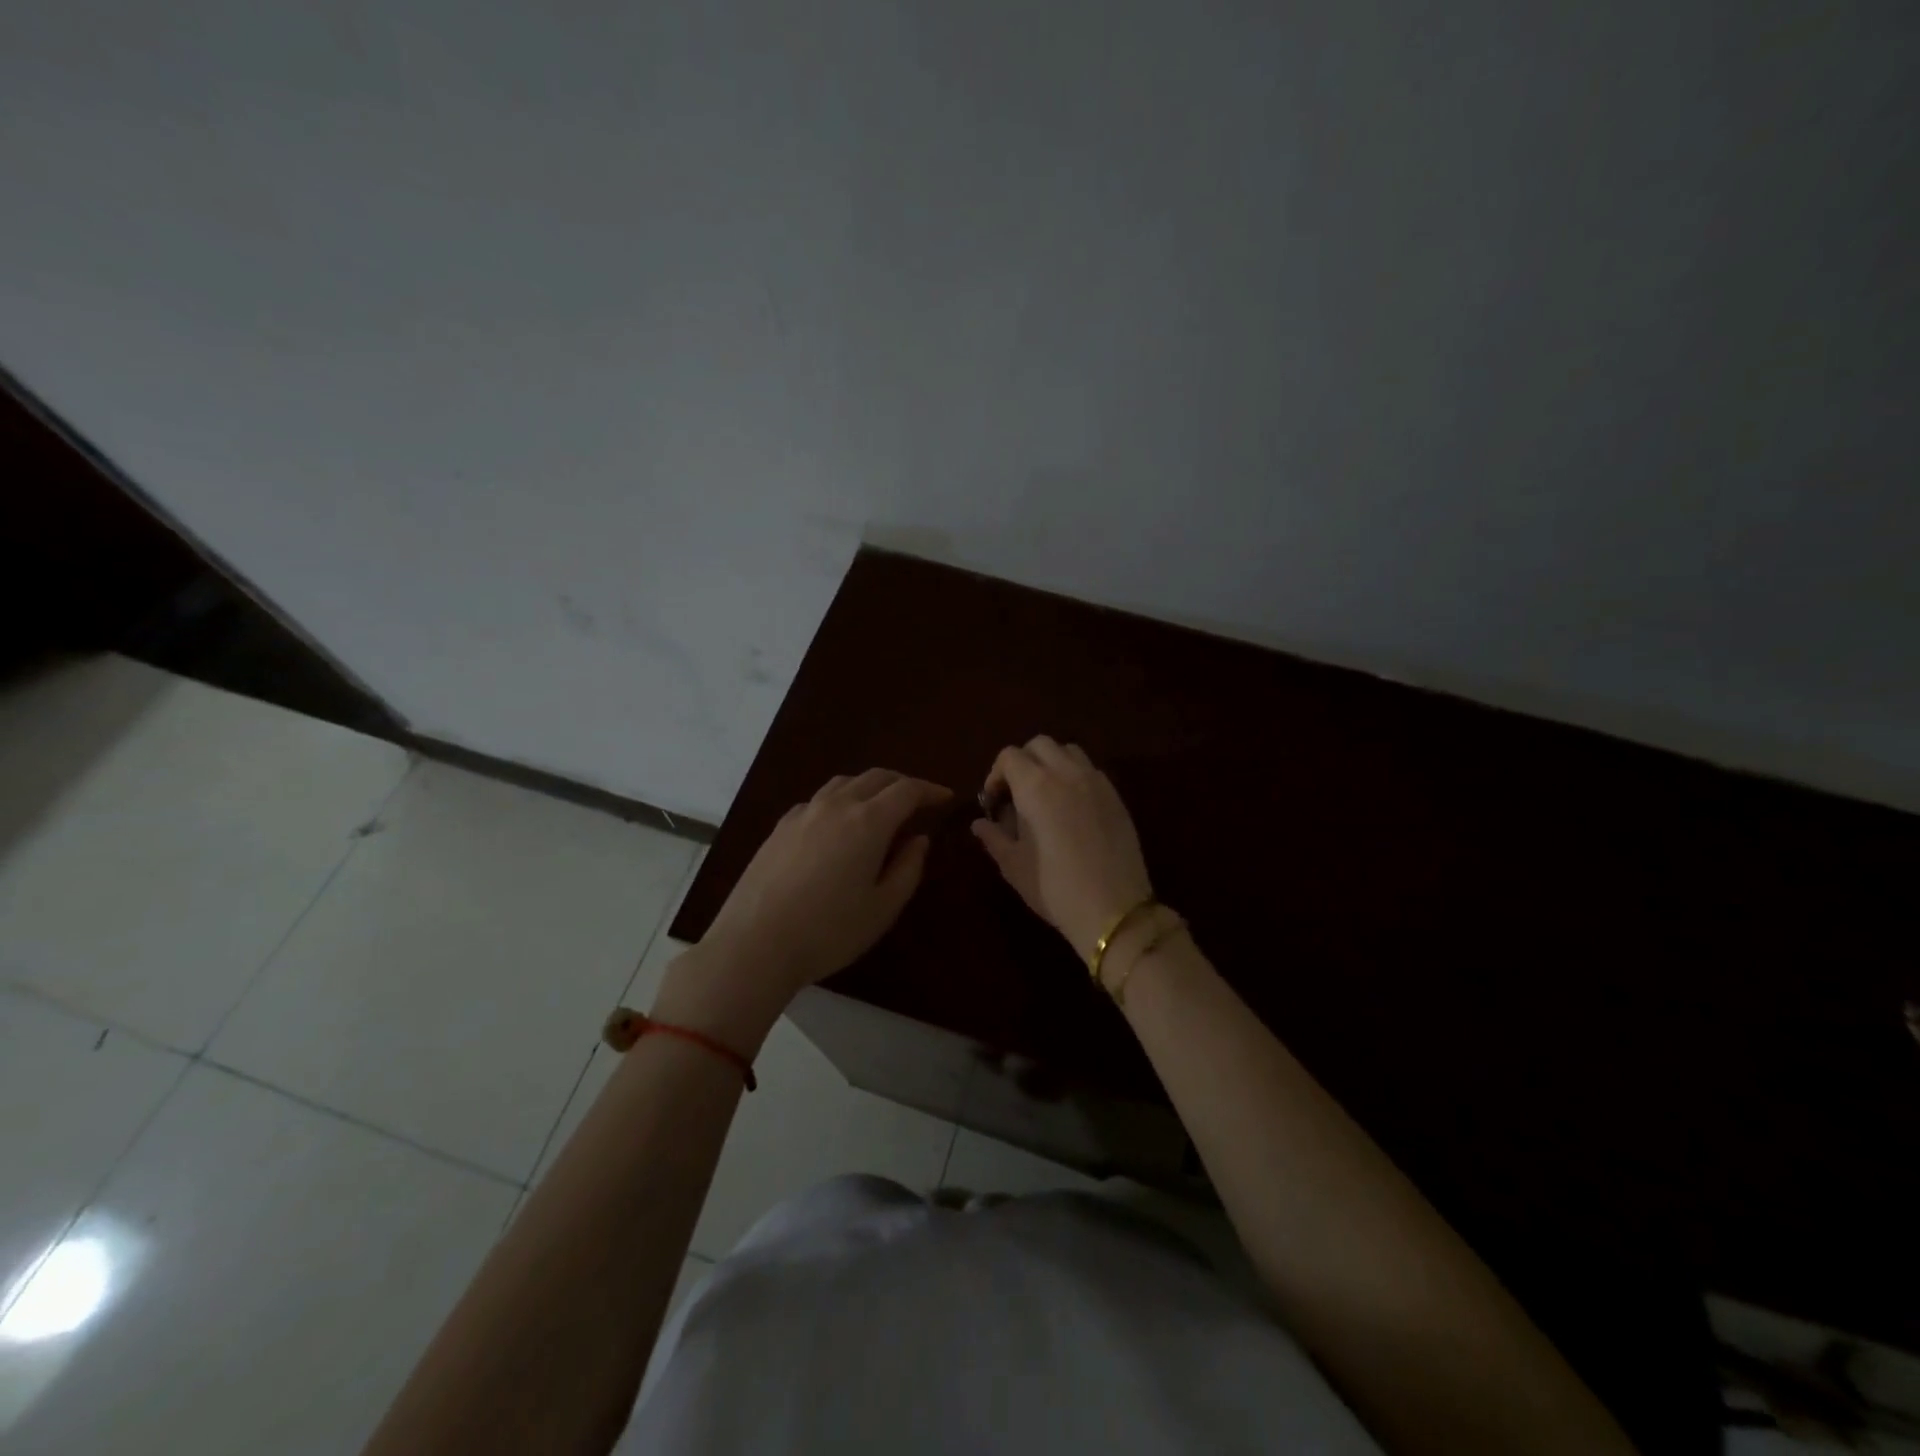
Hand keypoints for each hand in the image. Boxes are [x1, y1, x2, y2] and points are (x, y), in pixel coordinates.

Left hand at [660, 770, 949, 1040]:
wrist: (754, 944)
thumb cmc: (828, 931)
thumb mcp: (882, 907)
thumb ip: (908, 868)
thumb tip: (918, 839)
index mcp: (868, 821)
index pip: (907, 790)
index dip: (930, 790)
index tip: (946, 798)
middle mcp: (836, 805)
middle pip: (876, 777)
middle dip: (903, 784)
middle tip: (919, 802)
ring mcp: (803, 813)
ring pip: (844, 783)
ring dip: (870, 787)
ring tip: (880, 808)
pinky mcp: (780, 827)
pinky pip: (819, 799)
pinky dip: (840, 801)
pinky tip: (838, 825)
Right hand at [972, 736, 1151, 959]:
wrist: (1113, 908)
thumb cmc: (1054, 888)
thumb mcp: (1014, 865)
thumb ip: (993, 837)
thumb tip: (979, 823)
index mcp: (1035, 786)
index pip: (1009, 756)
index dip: (996, 774)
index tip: (994, 802)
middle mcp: (1066, 773)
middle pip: (1039, 744)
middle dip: (1023, 762)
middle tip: (1017, 794)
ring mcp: (1096, 782)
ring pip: (1068, 751)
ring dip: (1051, 763)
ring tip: (1045, 795)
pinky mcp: (1116, 796)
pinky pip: (1091, 771)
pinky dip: (1075, 777)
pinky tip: (1071, 809)